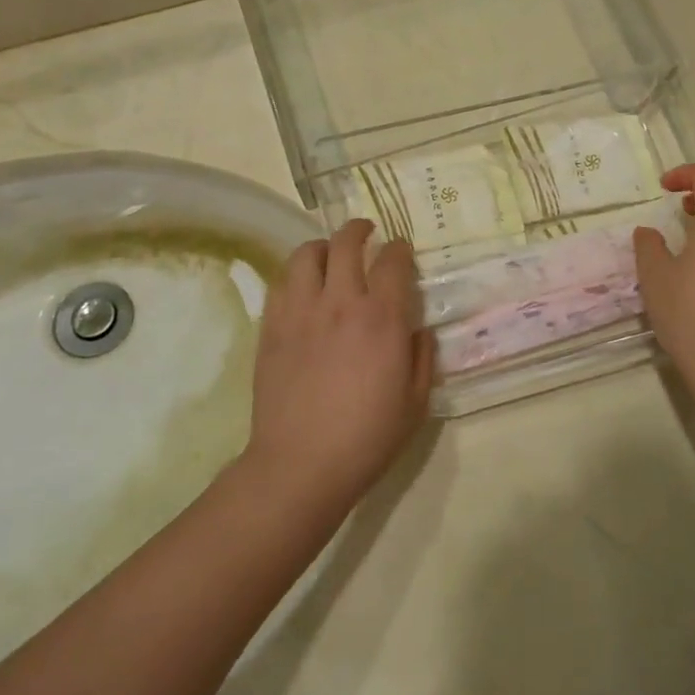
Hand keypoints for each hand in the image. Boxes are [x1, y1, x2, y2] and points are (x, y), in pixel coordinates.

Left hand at [247, 220, 433, 513]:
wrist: (301, 464)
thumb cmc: (367, 437)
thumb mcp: (416, 402)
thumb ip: (423, 357)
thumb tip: (419, 328)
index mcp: (381, 318)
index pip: (392, 261)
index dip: (399, 248)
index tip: (401, 249)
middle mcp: (340, 303)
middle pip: (346, 243)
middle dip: (359, 230)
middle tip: (366, 232)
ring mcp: (300, 312)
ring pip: (306, 254)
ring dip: (323, 246)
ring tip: (329, 254)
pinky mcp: (271, 327)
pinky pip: (280, 283)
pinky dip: (295, 275)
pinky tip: (303, 287)